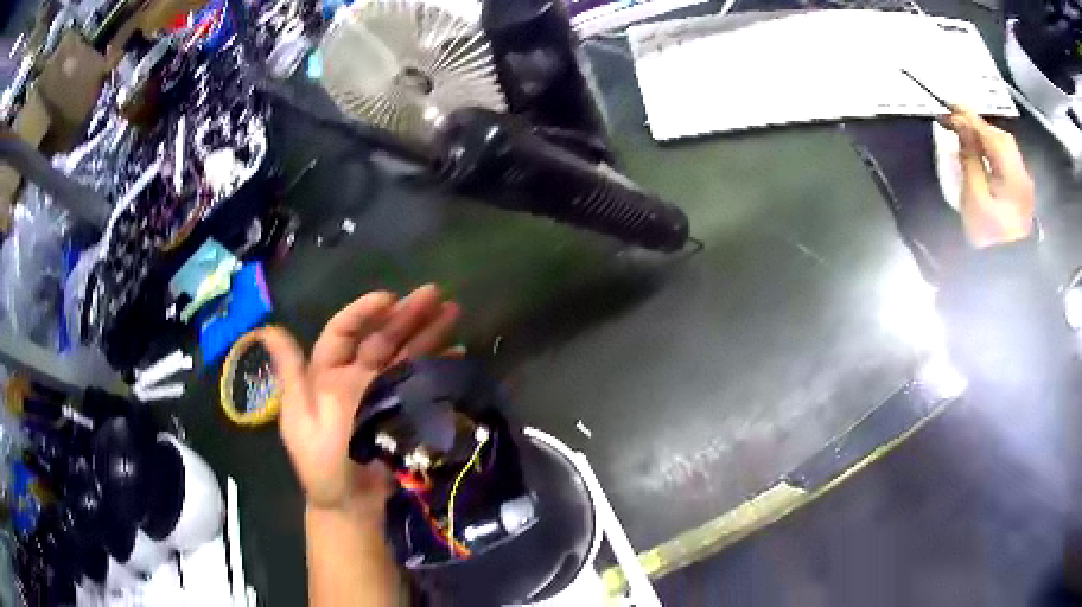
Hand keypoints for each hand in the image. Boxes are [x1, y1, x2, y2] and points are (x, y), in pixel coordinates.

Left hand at [256, 285, 460, 516]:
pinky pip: (422, 382)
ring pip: (404, 355)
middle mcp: (356, 377)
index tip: (389, 299)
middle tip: (435, 294)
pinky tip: (457, 351)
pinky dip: (438, 365)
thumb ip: (290, 373)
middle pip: (381, 339)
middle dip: (406, 315)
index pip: (344, 332)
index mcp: (327, 374)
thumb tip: (265, 328)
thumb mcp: (300, 418)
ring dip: (428, 333)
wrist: (352, 504)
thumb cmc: (322, 463)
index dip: (364, 313)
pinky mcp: (404, 411)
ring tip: (453, 311)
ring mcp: (382, 393)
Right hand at [943, 107, 1035, 248]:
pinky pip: (1006, 161)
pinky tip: (981, 155)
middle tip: (955, 122)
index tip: (947, 108)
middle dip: (978, 126)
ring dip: (984, 138)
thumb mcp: (975, 196)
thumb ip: (970, 156)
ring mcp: (1024, 184)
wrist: (1006, 277)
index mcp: (1012, 174)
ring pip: (1003, 148)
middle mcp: (1022, 173)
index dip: (968, 118)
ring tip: (965, 137)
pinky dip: (992, 152)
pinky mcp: (1022, 193)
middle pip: (999, 138)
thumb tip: (961, 124)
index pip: (989, 134)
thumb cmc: (989, 239)